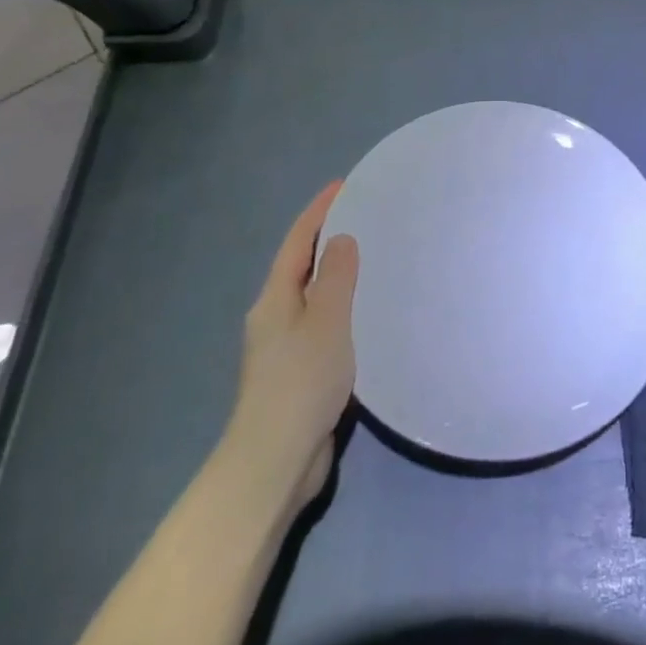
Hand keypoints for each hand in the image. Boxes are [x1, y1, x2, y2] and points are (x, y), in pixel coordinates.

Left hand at [219, 182, 358, 524]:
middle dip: (327, 239)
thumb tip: (341, 239)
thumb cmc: (302, 380)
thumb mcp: (326, 319)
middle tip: (365, 217)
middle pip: (300, 266)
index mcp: (275, 299)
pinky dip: (342, 307)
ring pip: (312, 297)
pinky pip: (323, 324)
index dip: (318, 211)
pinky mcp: (299, 373)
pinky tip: (365, 312)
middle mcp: (274, 317)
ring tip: (371, 258)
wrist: (276, 459)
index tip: (343, 185)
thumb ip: (335, 276)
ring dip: (336, 274)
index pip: (297, 242)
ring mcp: (283, 348)